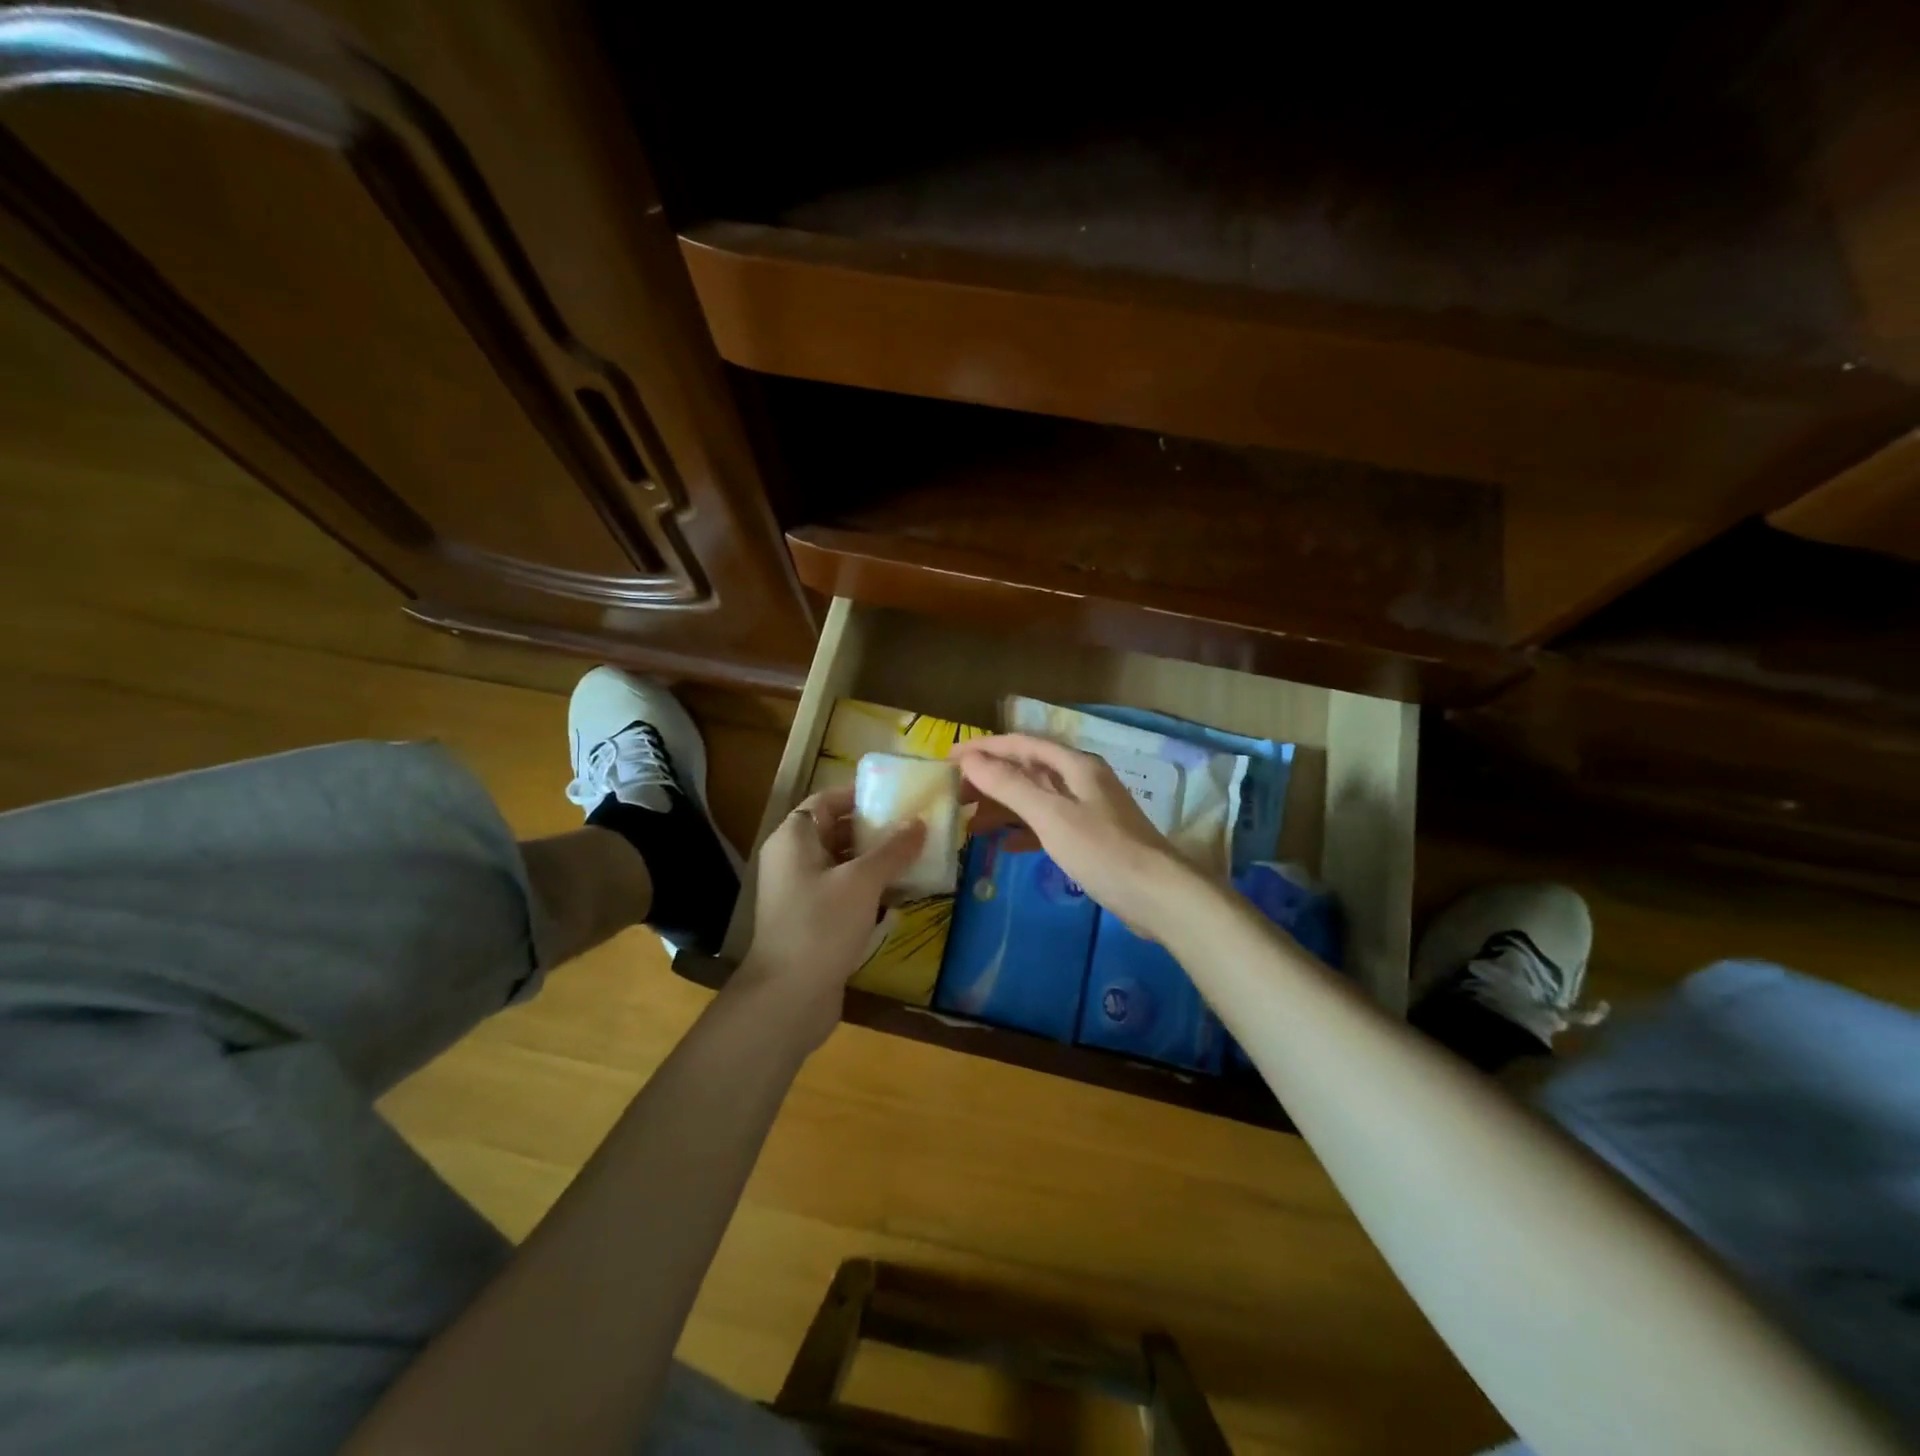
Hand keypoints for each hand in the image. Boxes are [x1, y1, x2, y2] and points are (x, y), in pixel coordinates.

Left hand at [735, 785, 925, 1049]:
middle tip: (917, 826)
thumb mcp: (862, 881)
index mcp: (794, 838)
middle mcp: (793, 859)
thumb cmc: (821, 926)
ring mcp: (801, 892)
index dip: (861, 793)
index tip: (899, 795)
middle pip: (837, 830)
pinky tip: (903, 894)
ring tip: (918, 856)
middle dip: (877, 828)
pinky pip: (845, 892)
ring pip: (844, 863)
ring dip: (878, 860)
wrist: (788, 998)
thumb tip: (920, 822)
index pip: (827, 799)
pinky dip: (871, 888)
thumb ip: (893, 849)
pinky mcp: (813, 920)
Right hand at [952, 734, 1192, 936]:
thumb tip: (970, 760)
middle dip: (990, 781)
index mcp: (1075, 765)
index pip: (1021, 745)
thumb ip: (1009, 786)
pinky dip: (1024, 832)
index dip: (984, 749)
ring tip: (970, 824)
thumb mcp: (1050, 815)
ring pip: (1036, 800)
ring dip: (1003, 808)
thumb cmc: (1102, 850)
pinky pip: (1048, 825)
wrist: (1158, 896)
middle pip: (1028, 771)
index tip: (948, 759)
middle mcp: (1082, 780)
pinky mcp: (1091, 839)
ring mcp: (1088, 810)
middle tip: (955, 796)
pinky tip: (1004, 846)